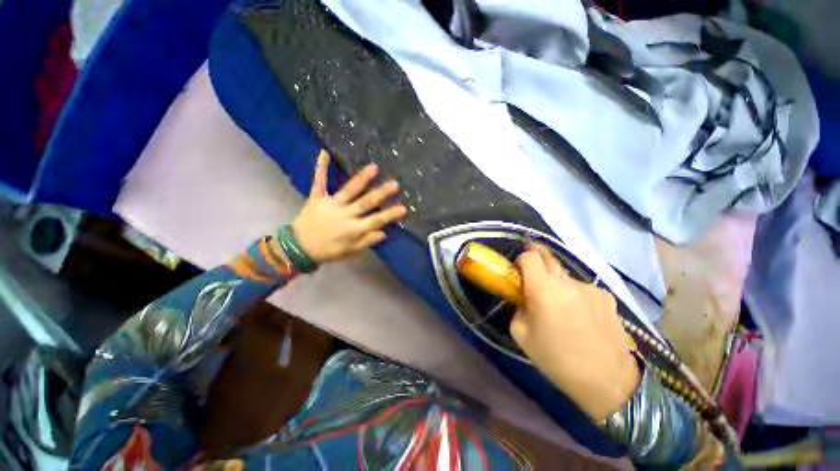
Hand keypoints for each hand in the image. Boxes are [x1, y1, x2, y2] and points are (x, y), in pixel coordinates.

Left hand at [291, 151, 406, 263]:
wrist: (299, 249)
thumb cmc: (328, 251)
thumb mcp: (350, 252)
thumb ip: (366, 241)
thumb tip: (383, 232)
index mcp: (354, 229)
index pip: (376, 220)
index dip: (390, 215)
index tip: (403, 208)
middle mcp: (345, 214)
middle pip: (366, 203)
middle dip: (381, 193)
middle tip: (394, 183)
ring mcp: (331, 204)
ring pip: (349, 190)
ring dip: (362, 179)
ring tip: (374, 167)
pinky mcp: (316, 198)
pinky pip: (319, 182)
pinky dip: (321, 168)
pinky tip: (324, 153)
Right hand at [511, 244, 640, 421]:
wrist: (609, 382)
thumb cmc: (557, 360)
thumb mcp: (521, 335)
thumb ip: (518, 308)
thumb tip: (525, 299)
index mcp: (544, 290)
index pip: (530, 257)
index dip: (521, 260)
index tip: (518, 272)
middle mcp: (568, 282)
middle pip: (548, 258)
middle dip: (537, 261)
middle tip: (532, 278)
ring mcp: (591, 288)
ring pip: (565, 277)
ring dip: (557, 284)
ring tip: (562, 310)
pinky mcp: (607, 297)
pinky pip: (582, 289)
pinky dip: (575, 296)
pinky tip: (582, 318)